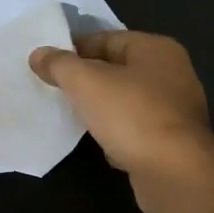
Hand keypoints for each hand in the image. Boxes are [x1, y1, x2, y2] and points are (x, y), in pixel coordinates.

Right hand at [29, 31, 213, 185]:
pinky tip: (98, 144)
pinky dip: (116, 134)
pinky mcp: (172, 143)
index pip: (107, 39)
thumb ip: (60, 65)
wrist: (175, 173)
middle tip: (53, 89)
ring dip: (100, 109)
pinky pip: (135, 130)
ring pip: (125, 102)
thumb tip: (38, 54)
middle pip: (117, 70)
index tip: (46, 64)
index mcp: (156, 49)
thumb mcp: (86, 83)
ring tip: (69, 115)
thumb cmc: (132, 116)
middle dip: (86, 80)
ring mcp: (174, 110)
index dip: (74, 49)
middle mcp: (171, 74)